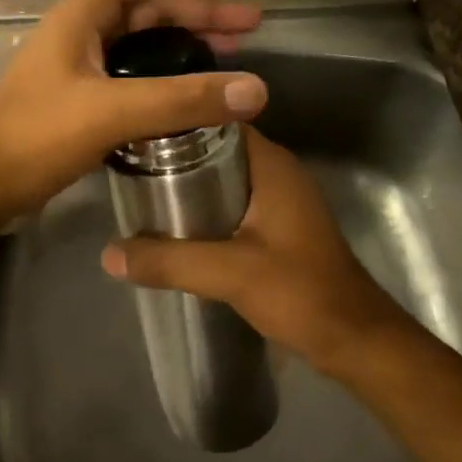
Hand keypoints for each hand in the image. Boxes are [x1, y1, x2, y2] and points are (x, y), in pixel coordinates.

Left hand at [0, 0, 267, 226]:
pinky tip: (188, 100)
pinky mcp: (79, 103)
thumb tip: (255, 89)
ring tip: (228, 61)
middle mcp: (81, 33)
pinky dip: (164, 81)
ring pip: (141, 44)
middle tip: (249, 28)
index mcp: (82, 15)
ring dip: (184, 46)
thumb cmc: (33, 136)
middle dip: (199, 12)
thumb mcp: (110, 112)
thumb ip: (181, 100)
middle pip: (148, 7)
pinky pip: (132, 78)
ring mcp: (78, 70)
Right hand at [101, 127, 431, 382]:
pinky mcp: (276, 230)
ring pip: (221, 180)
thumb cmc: (301, 293)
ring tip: (139, 195)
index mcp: (272, 166)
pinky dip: (201, 211)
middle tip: (127, 167)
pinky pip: (230, 206)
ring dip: (186, 186)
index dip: (177, 123)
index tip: (134, 132)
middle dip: (173, 158)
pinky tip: (171, 229)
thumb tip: (108, 253)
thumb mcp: (230, 274)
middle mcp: (276, 174)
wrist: (353, 340)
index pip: (218, 121)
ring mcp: (278, 203)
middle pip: (215, 150)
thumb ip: (169, 261)